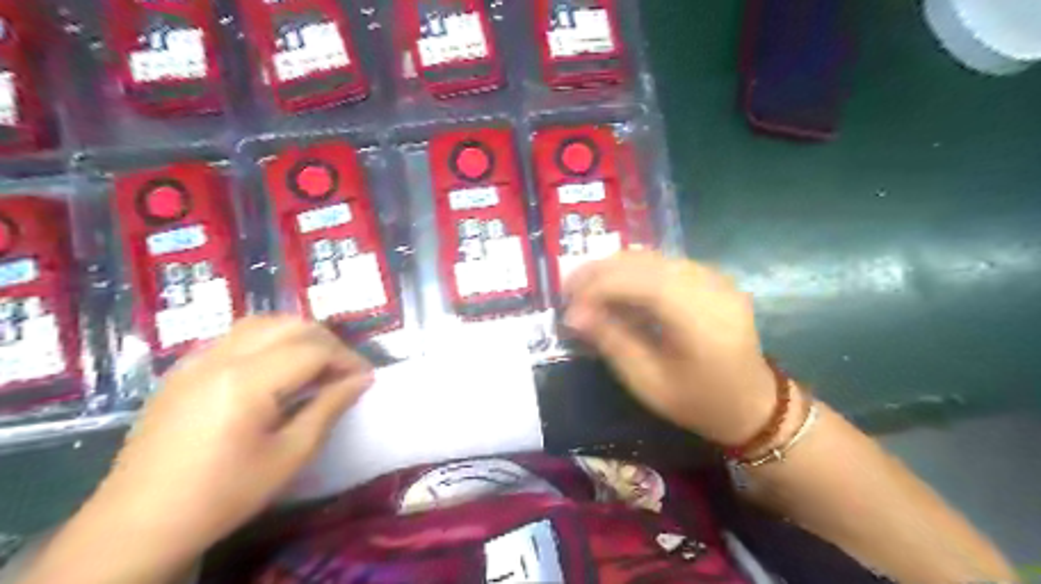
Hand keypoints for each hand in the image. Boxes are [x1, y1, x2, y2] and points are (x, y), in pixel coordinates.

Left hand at [93, 318, 376, 558]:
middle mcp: (220, 357)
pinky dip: (268, 341)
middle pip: (290, 325)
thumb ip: (329, 408)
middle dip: (327, 342)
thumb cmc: (224, 494)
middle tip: (344, 371)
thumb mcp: (290, 455)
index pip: (313, 349)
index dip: (347, 359)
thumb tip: (362, 380)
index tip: (366, 378)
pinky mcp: (183, 370)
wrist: (139, 524)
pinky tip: (275, 369)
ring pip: (261, 323)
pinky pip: (235, 337)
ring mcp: (196, 360)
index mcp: (247, 380)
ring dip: (297, 335)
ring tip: (315, 364)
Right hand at [567, 251, 776, 447]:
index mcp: (698, 316)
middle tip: (568, 289)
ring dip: (614, 268)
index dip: (596, 287)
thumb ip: (612, 342)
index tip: (567, 307)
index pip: (636, 281)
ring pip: (652, 257)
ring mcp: (714, 276)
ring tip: (585, 287)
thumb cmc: (700, 402)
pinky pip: (664, 263)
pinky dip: (633, 271)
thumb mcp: (648, 382)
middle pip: (643, 261)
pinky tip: (617, 287)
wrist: (754, 404)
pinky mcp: (712, 277)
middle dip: (599, 271)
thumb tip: (574, 315)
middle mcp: (708, 284)